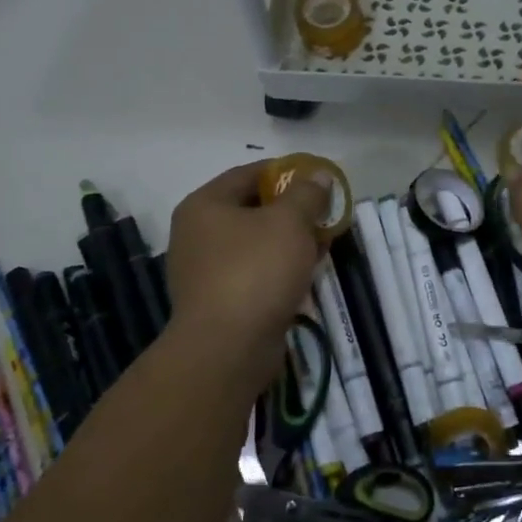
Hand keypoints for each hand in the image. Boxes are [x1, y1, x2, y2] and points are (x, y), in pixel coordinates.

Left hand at [164, 161, 327, 391]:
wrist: (227, 349)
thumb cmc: (255, 271)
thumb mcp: (289, 222)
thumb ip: (307, 194)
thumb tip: (318, 175)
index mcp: (205, 205)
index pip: (249, 173)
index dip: (286, 172)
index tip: (318, 180)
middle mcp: (197, 233)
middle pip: (252, 209)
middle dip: (292, 211)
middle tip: (325, 214)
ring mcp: (204, 270)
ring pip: (255, 244)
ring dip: (288, 242)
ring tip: (322, 244)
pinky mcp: (218, 301)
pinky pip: (254, 273)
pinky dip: (279, 270)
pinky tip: (306, 275)